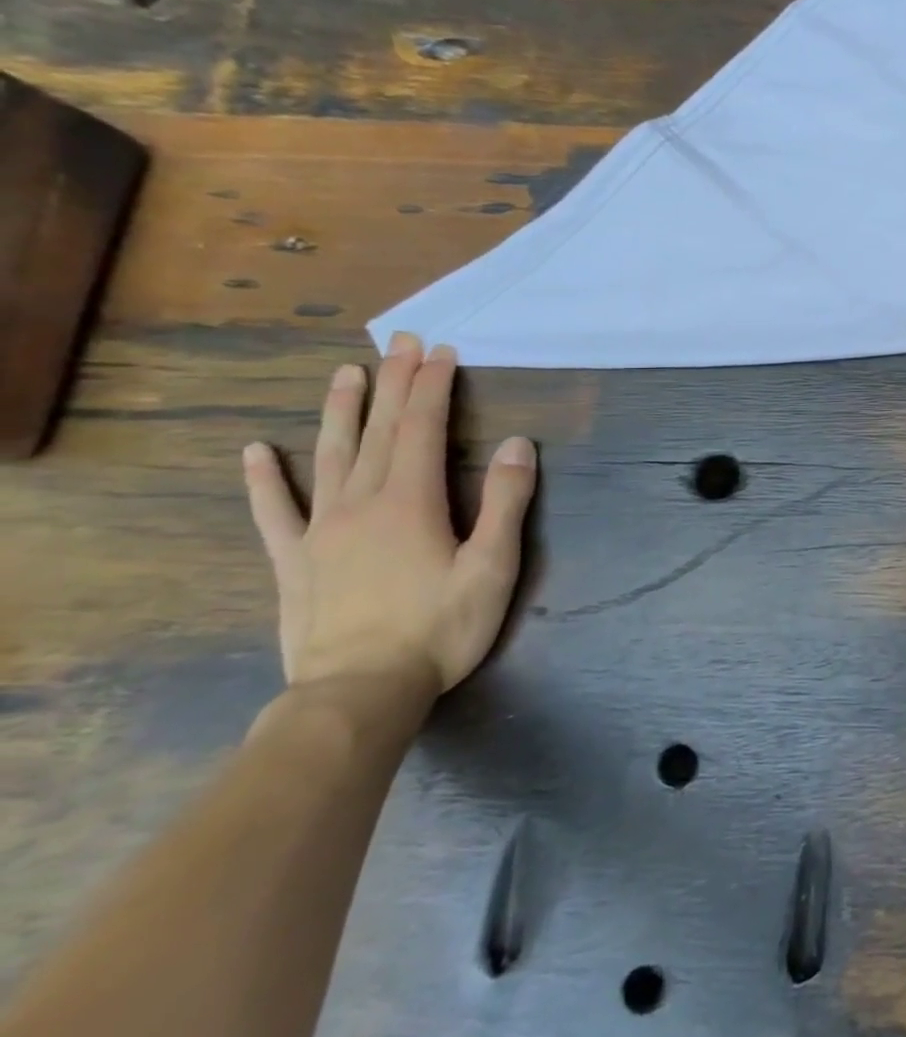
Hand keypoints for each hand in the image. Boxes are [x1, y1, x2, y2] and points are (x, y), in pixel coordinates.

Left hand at [242, 332, 538, 692]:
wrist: (359, 693)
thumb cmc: (439, 628)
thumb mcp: (492, 566)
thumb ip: (504, 502)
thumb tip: (516, 444)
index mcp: (410, 501)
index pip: (422, 429)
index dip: (432, 387)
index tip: (441, 353)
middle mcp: (361, 503)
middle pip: (378, 431)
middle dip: (394, 383)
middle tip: (401, 343)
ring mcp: (321, 531)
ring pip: (330, 457)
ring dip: (341, 412)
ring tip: (346, 373)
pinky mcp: (296, 562)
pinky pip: (275, 513)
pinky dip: (264, 480)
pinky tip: (257, 452)